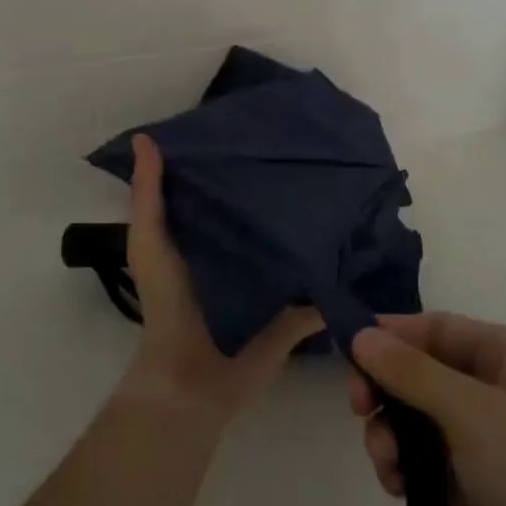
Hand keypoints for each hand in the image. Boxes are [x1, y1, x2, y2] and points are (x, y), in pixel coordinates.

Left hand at [121, 135, 322, 425]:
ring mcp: (272, 280)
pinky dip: (337, 268)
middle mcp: (242, 251)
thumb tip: (144, 137)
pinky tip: (361, 238)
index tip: (262, 126)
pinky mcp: (295, 309)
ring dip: (314, 223)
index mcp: (208, 232)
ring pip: (296, 243)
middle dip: (283, 185)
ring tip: (344, 182)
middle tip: (311, 149)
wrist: (190, 379)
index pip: (225, 185)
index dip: (237, 158)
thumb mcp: (149, 241)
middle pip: (265, 211)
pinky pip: (321, 284)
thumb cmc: (167, 303)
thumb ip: (148, 195)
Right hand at [348, 314, 505, 505]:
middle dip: (389, 389)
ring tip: (386, 464)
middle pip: (427, 373)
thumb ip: (413, 373)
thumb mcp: (476, 415)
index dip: (393, 336)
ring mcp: (495, 449)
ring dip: (394, 434)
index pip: (440, 329)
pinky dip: (408, 470)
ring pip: (423, 422)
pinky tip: (398, 489)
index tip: (347, 354)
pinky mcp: (484, 498)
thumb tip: (361, 334)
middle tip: (359, 412)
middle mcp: (504, 394)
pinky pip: (431, 466)